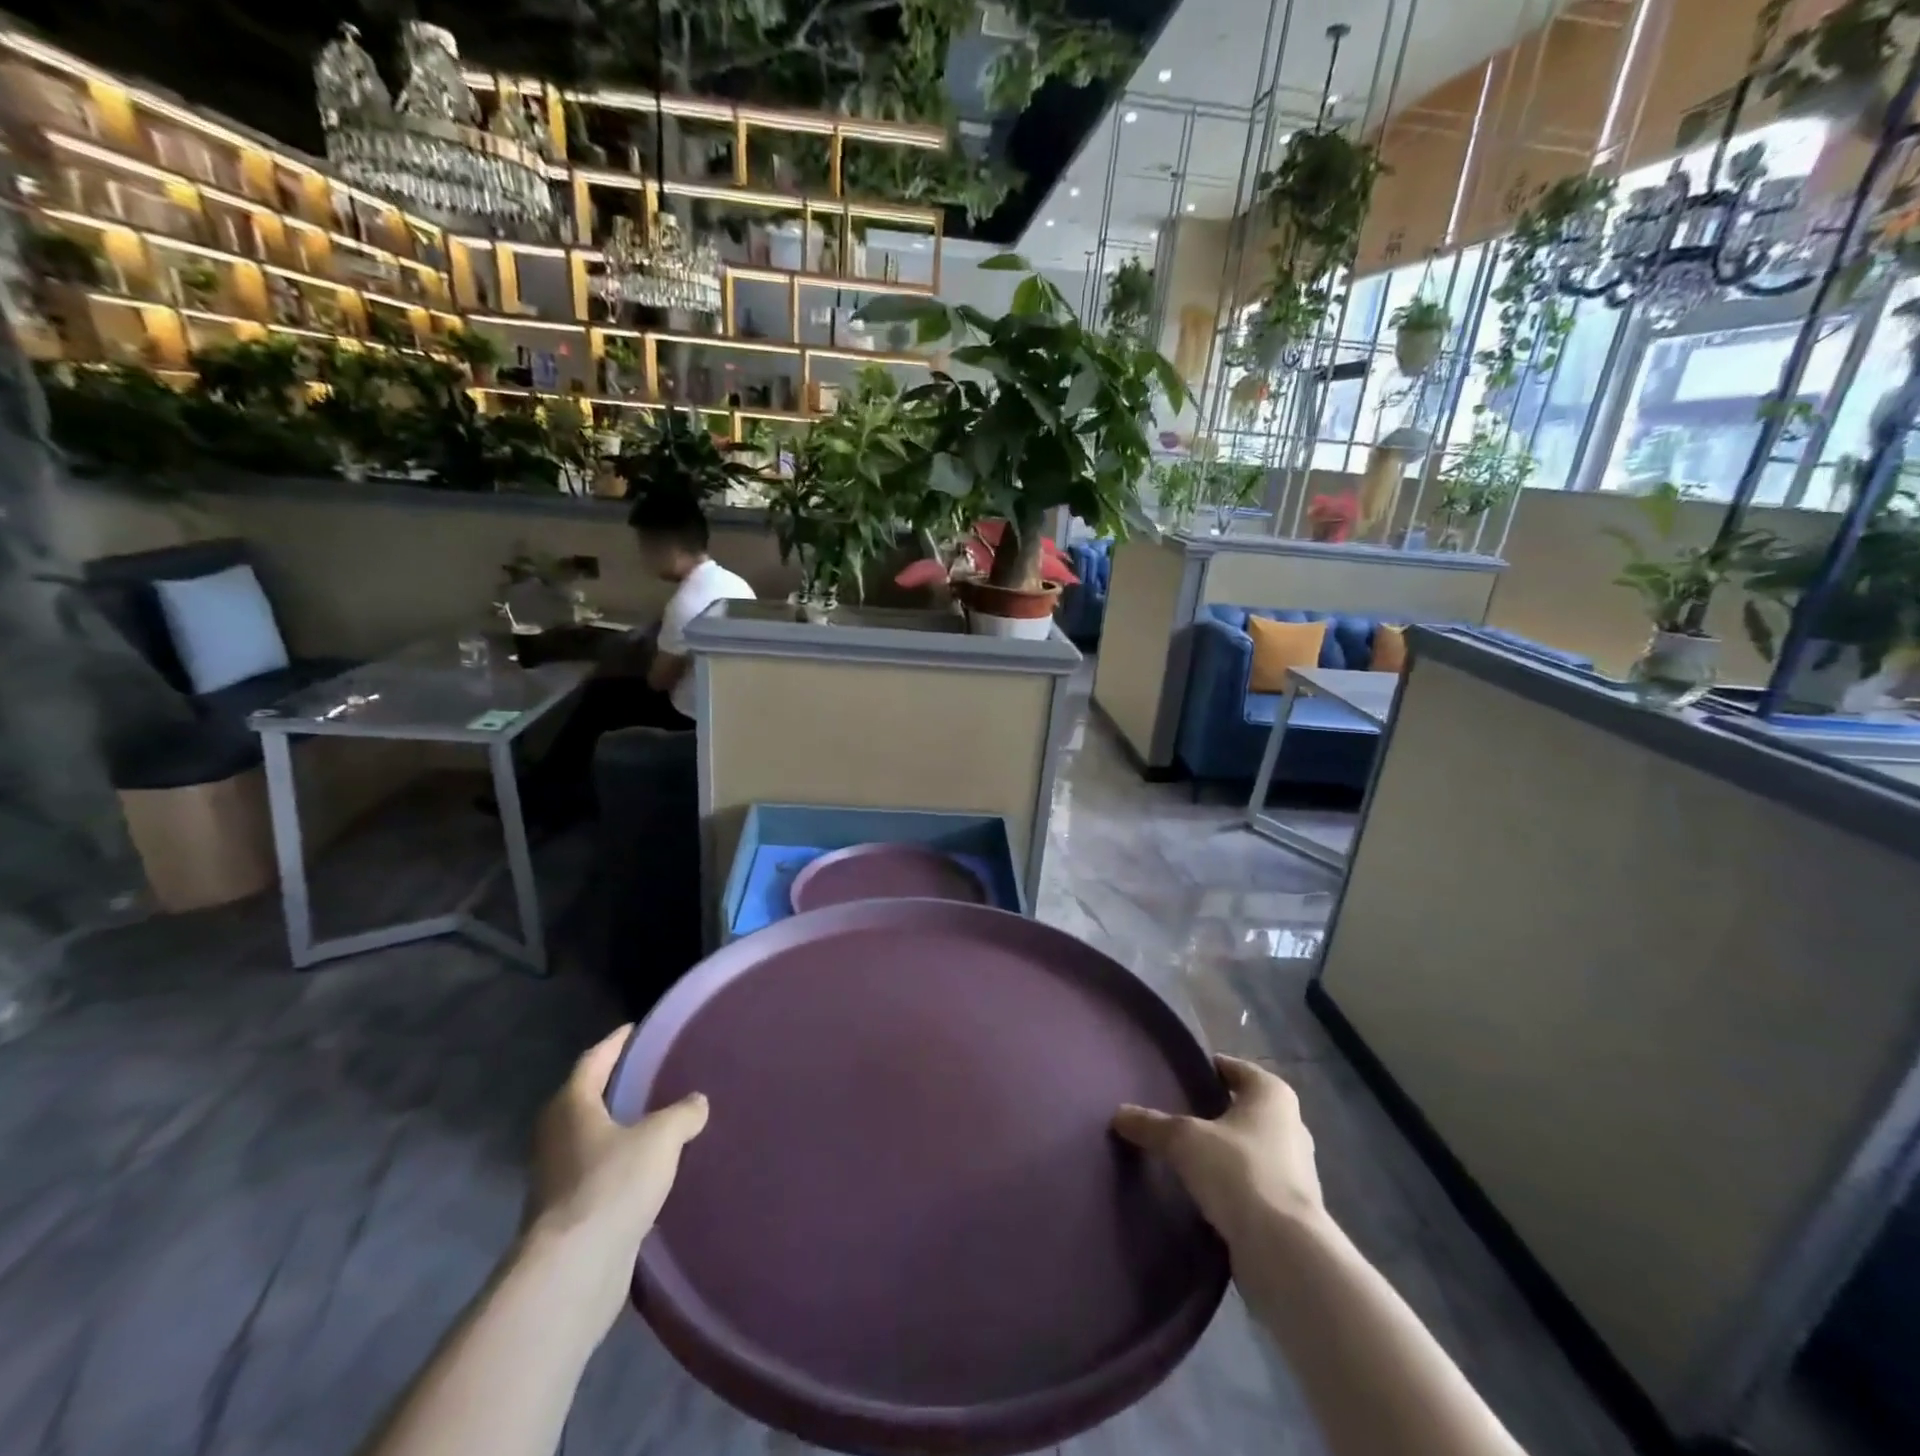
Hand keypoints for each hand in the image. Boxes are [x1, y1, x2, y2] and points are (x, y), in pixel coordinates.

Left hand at [528, 1026, 707, 1266]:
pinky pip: (598, 1173)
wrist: (573, 1272)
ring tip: (659, 1120)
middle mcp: (555, 1136)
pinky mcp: (567, 1214)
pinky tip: (650, 1169)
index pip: (593, 1060)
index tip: (637, 1029)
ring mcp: (556, 1178)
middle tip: (654, 1072)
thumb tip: (696, 1103)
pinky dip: (621, 1164)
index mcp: (570, 1106)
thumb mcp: (661, 1138)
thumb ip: (683, 1113)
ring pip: (592, 1139)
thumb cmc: (612, 1185)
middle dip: (617, 1085)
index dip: (616, 1042)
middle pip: (587, 1099)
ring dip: (619, 1129)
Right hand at [1113, 1055, 1325, 1247]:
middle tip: (1178, 1115)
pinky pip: (1255, 1184)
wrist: (1283, 1252)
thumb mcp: (1183, 1140)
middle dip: (1216, 1112)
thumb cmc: (1238, 1171)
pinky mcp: (1293, 1210)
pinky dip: (1234, 1185)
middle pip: (1245, 1109)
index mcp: (1272, 1095)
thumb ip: (1150, 1124)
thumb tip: (1118, 1114)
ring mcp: (1298, 1171)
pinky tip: (1206, 1193)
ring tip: (1187, 1156)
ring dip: (1226, 1152)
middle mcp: (1292, 1125)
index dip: (1209, 1069)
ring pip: (1252, 1148)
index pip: (1236, 1069)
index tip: (1181, 1077)